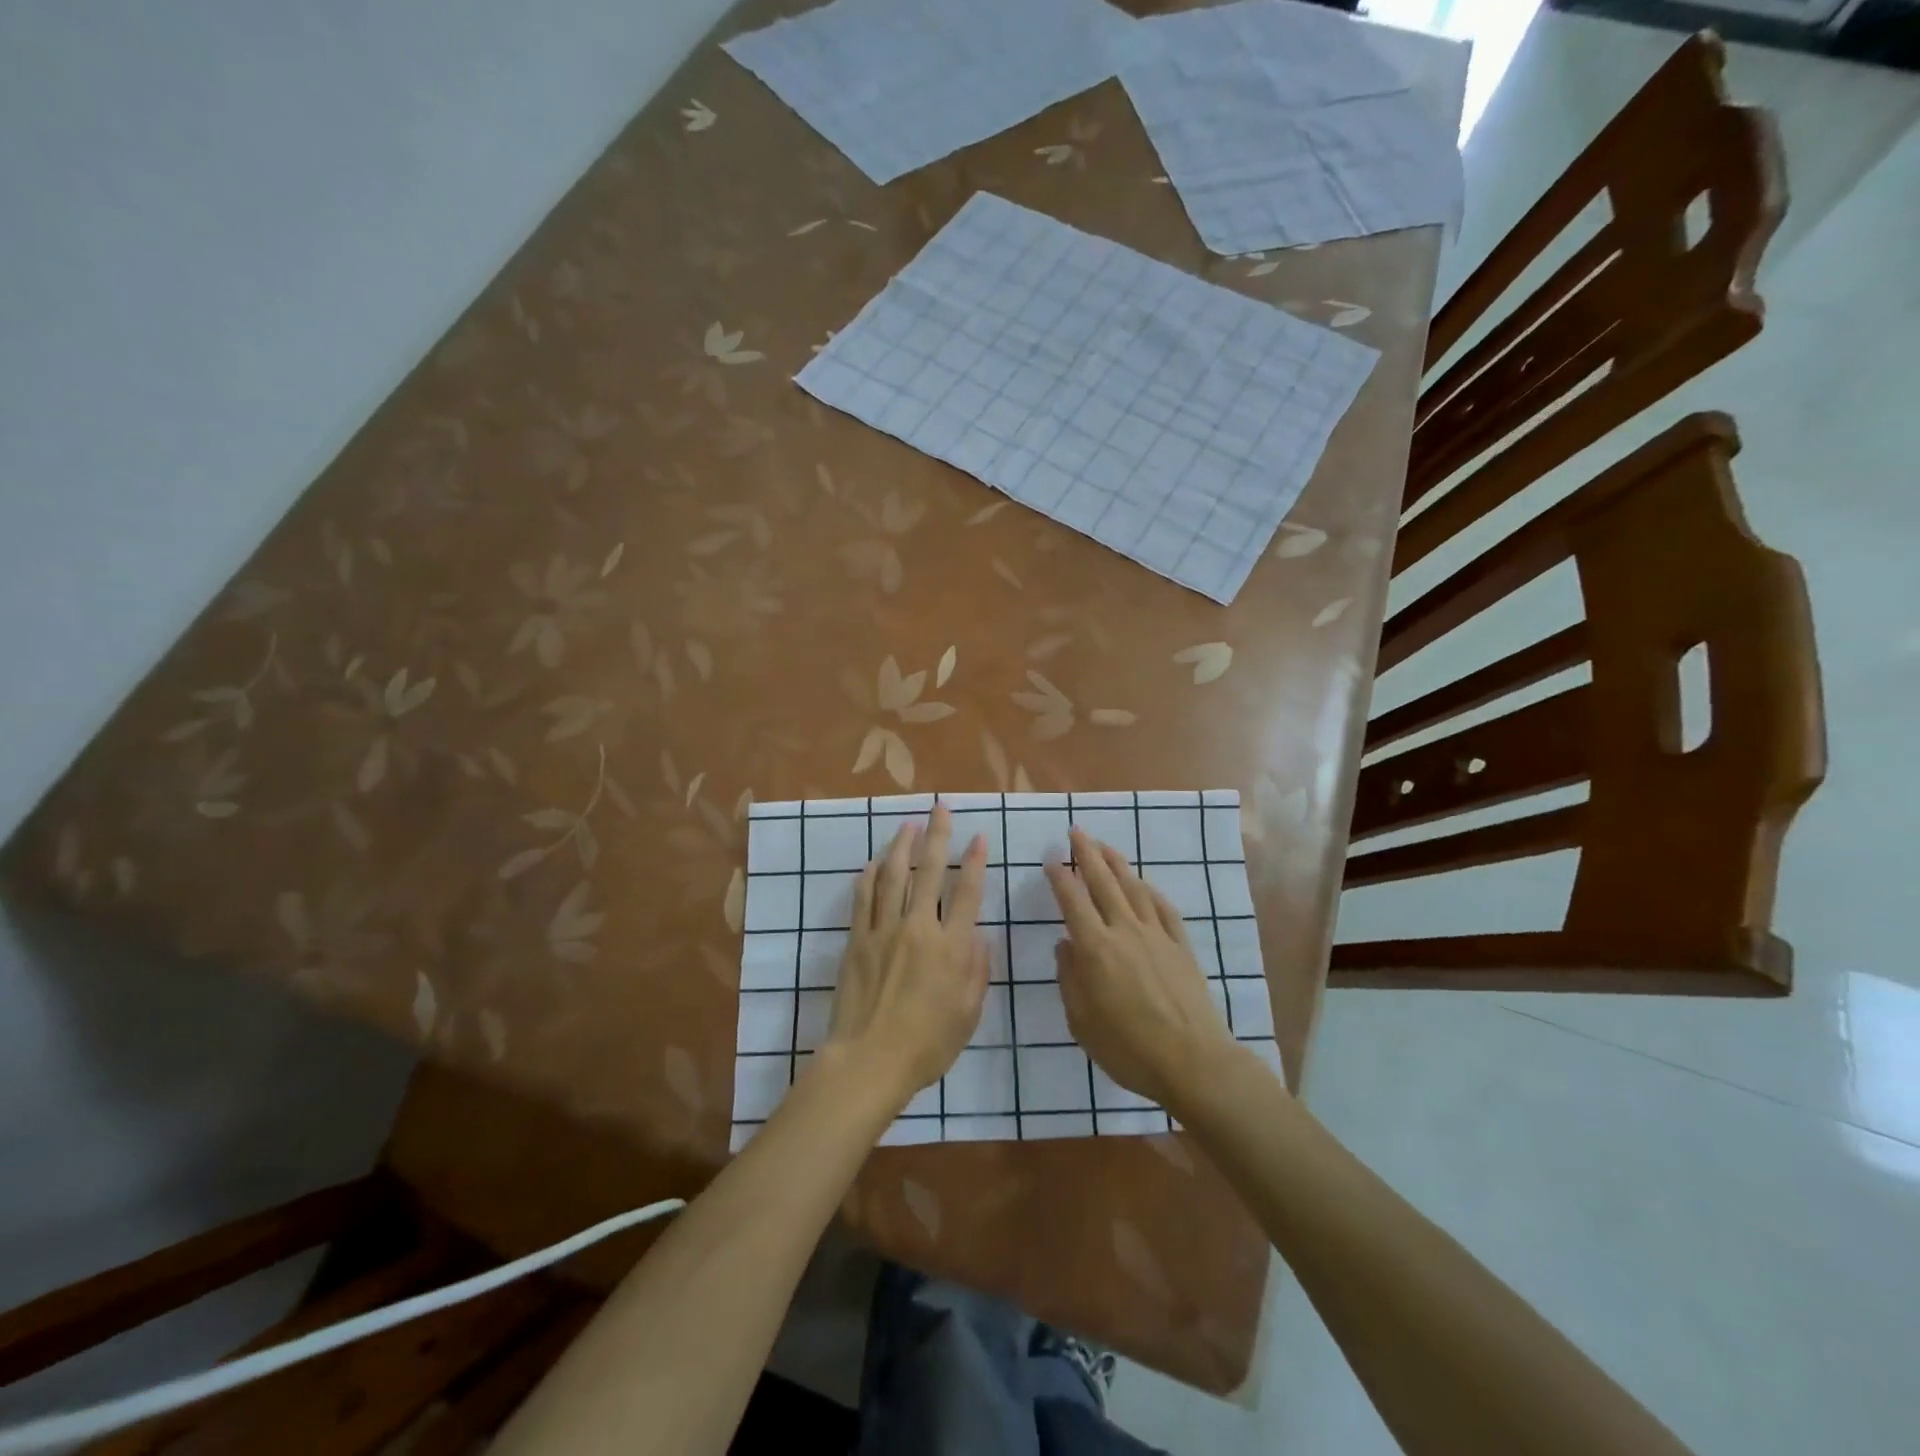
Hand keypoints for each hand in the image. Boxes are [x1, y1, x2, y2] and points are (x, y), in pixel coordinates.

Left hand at [826, 805, 989, 1107]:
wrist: (870, 1060)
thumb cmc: (927, 1045)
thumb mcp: (968, 1014)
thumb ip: (977, 969)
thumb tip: (978, 933)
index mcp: (951, 947)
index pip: (967, 893)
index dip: (975, 862)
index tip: (978, 837)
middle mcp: (919, 928)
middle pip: (930, 872)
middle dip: (938, 836)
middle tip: (941, 808)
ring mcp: (884, 930)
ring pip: (894, 876)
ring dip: (902, 846)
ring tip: (909, 824)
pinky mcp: (857, 939)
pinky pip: (863, 898)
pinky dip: (869, 876)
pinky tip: (873, 862)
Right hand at [1045, 830, 1239, 1109]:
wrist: (1193, 1061)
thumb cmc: (1129, 1048)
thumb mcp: (1082, 1023)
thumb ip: (1069, 979)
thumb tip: (1064, 945)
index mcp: (1096, 949)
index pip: (1073, 902)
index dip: (1060, 877)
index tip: (1052, 858)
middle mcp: (1125, 931)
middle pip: (1103, 883)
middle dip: (1088, 854)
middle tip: (1077, 831)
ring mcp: (1157, 935)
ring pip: (1133, 888)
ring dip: (1117, 864)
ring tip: (1105, 847)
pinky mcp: (1181, 946)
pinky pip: (1163, 908)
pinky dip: (1150, 891)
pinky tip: (1144, 884)